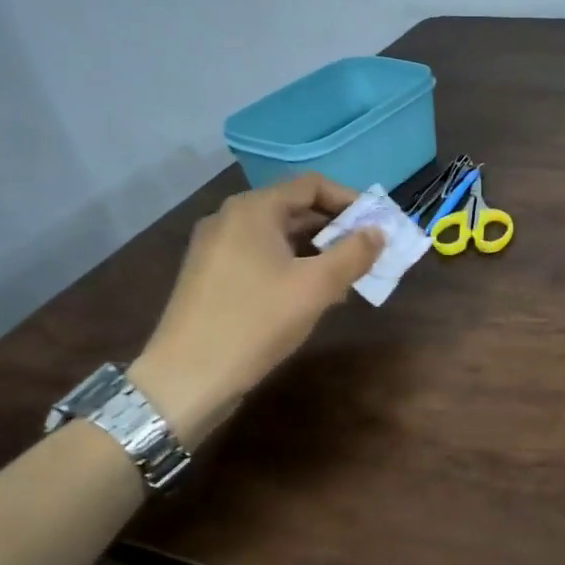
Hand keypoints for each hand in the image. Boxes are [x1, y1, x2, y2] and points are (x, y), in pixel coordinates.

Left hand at [127, 174, 382, 445]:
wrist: (186, 378)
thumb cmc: (256, 321)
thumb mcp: (317, 286)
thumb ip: (354, 254)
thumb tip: (378, 232)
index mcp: (253, 209)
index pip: (312, 185)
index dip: (350, 200)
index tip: (377, 226)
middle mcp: (231, 218)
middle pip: (295, 209)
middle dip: (335, 229)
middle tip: (367, 255)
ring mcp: (216, 247)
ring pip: (279, 236)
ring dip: (316, 251)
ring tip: (345, 279)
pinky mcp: (211, 275)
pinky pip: (261, 256)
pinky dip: (291, 266)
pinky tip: (310, 296)